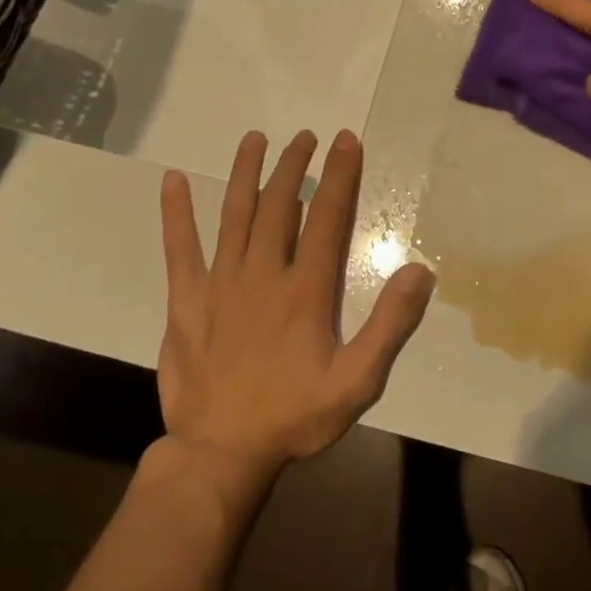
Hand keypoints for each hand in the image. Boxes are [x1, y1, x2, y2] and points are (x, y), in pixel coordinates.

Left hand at [157, 130, 434, 483]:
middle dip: (295, 166)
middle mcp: (262, 274)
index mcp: (304, 291)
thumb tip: (419, 271)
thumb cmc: (294, 416)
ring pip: (234, 215)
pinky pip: (179, 249)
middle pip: (279, 206)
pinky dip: (175, 214)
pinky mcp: (185, 301)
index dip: (339, 176)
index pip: (327, 219)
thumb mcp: (357, 382)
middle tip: (306, 136)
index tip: (345, 141)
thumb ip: (390, 325)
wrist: (220, 454)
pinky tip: (171, 181)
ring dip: (245, 173)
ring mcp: (219, 284)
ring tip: (255, 139)